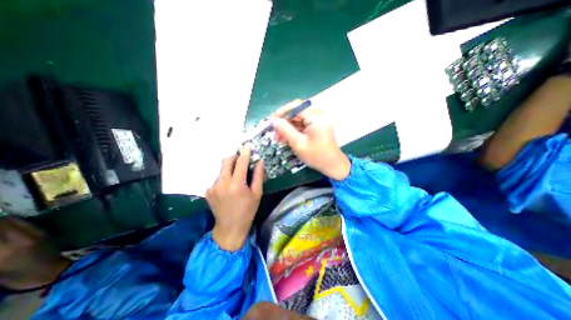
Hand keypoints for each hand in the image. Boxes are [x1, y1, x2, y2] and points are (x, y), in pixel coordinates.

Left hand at [207, 145, 263, 251]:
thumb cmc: (248, 210)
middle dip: (234, 157)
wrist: (230, 227)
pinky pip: (218, 178)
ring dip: (230, 169)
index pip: (240, 163)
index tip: (247, 145)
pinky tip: (229, 188)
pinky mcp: (208, 191)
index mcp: (236, 184)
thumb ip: (258, 176)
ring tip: (237, 178)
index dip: (245, 152)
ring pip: (222, 169)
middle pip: (226, 161)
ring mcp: (212, 187)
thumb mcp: (257, 193)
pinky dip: (225, 178)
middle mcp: (222, 183)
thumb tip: (259, 161)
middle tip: (242, 160)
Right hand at [270, 100, 350, 179]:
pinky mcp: (319, 125)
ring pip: (299, 118)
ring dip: (288, 127)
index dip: (282, 112)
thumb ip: (286, 130)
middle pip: (297, 112)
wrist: (333, 165)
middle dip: (284, 122)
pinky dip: (295, 130)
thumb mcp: (299, 144)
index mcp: (317, 117)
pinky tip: (287, 137)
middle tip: (274, 132)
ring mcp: (320, 119)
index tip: (271, 121)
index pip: (296, 106)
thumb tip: (274, 121)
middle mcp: (320, 114)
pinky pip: (304, 123)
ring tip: (279, 137)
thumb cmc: (317, 156)